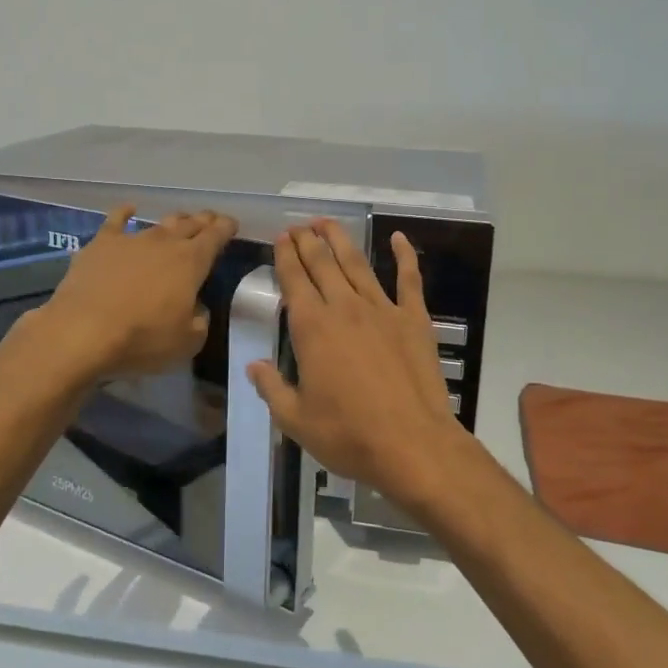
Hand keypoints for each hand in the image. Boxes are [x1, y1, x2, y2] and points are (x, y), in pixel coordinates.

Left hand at [37, 206, 237, 379]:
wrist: (82, 331)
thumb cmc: (142, 338)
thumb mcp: (187, 342)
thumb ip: (199, 321)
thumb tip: (195, 308)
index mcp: (192, 262)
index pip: (216, 236)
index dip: (226, 228)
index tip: (231, 224)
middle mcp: (165, 243)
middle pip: (190, 224)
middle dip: (203, 221)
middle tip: (210, 221)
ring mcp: (132, 239)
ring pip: (159, 223)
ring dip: (174, 221)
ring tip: (180, 221)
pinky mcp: (101, 244)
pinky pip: (116, 220)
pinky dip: (126, 212)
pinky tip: (130, 209)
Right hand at [247, 220, 476, 512]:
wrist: (412, 445)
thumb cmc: (348, 435)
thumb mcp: (296, 420)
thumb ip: (271, 388)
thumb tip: (253, 365)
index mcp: (312, 328)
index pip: (293, 280)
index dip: (285, 256)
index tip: (280, 238)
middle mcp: (344, 308)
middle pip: (322, 264)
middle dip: (308, 241)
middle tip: (299, 226)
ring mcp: (382, 309)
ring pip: (357, 263)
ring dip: (340, 240)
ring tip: (328, 223)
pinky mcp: (414, 319)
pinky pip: (409, 279)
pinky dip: (404, 256)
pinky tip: (399, 238)